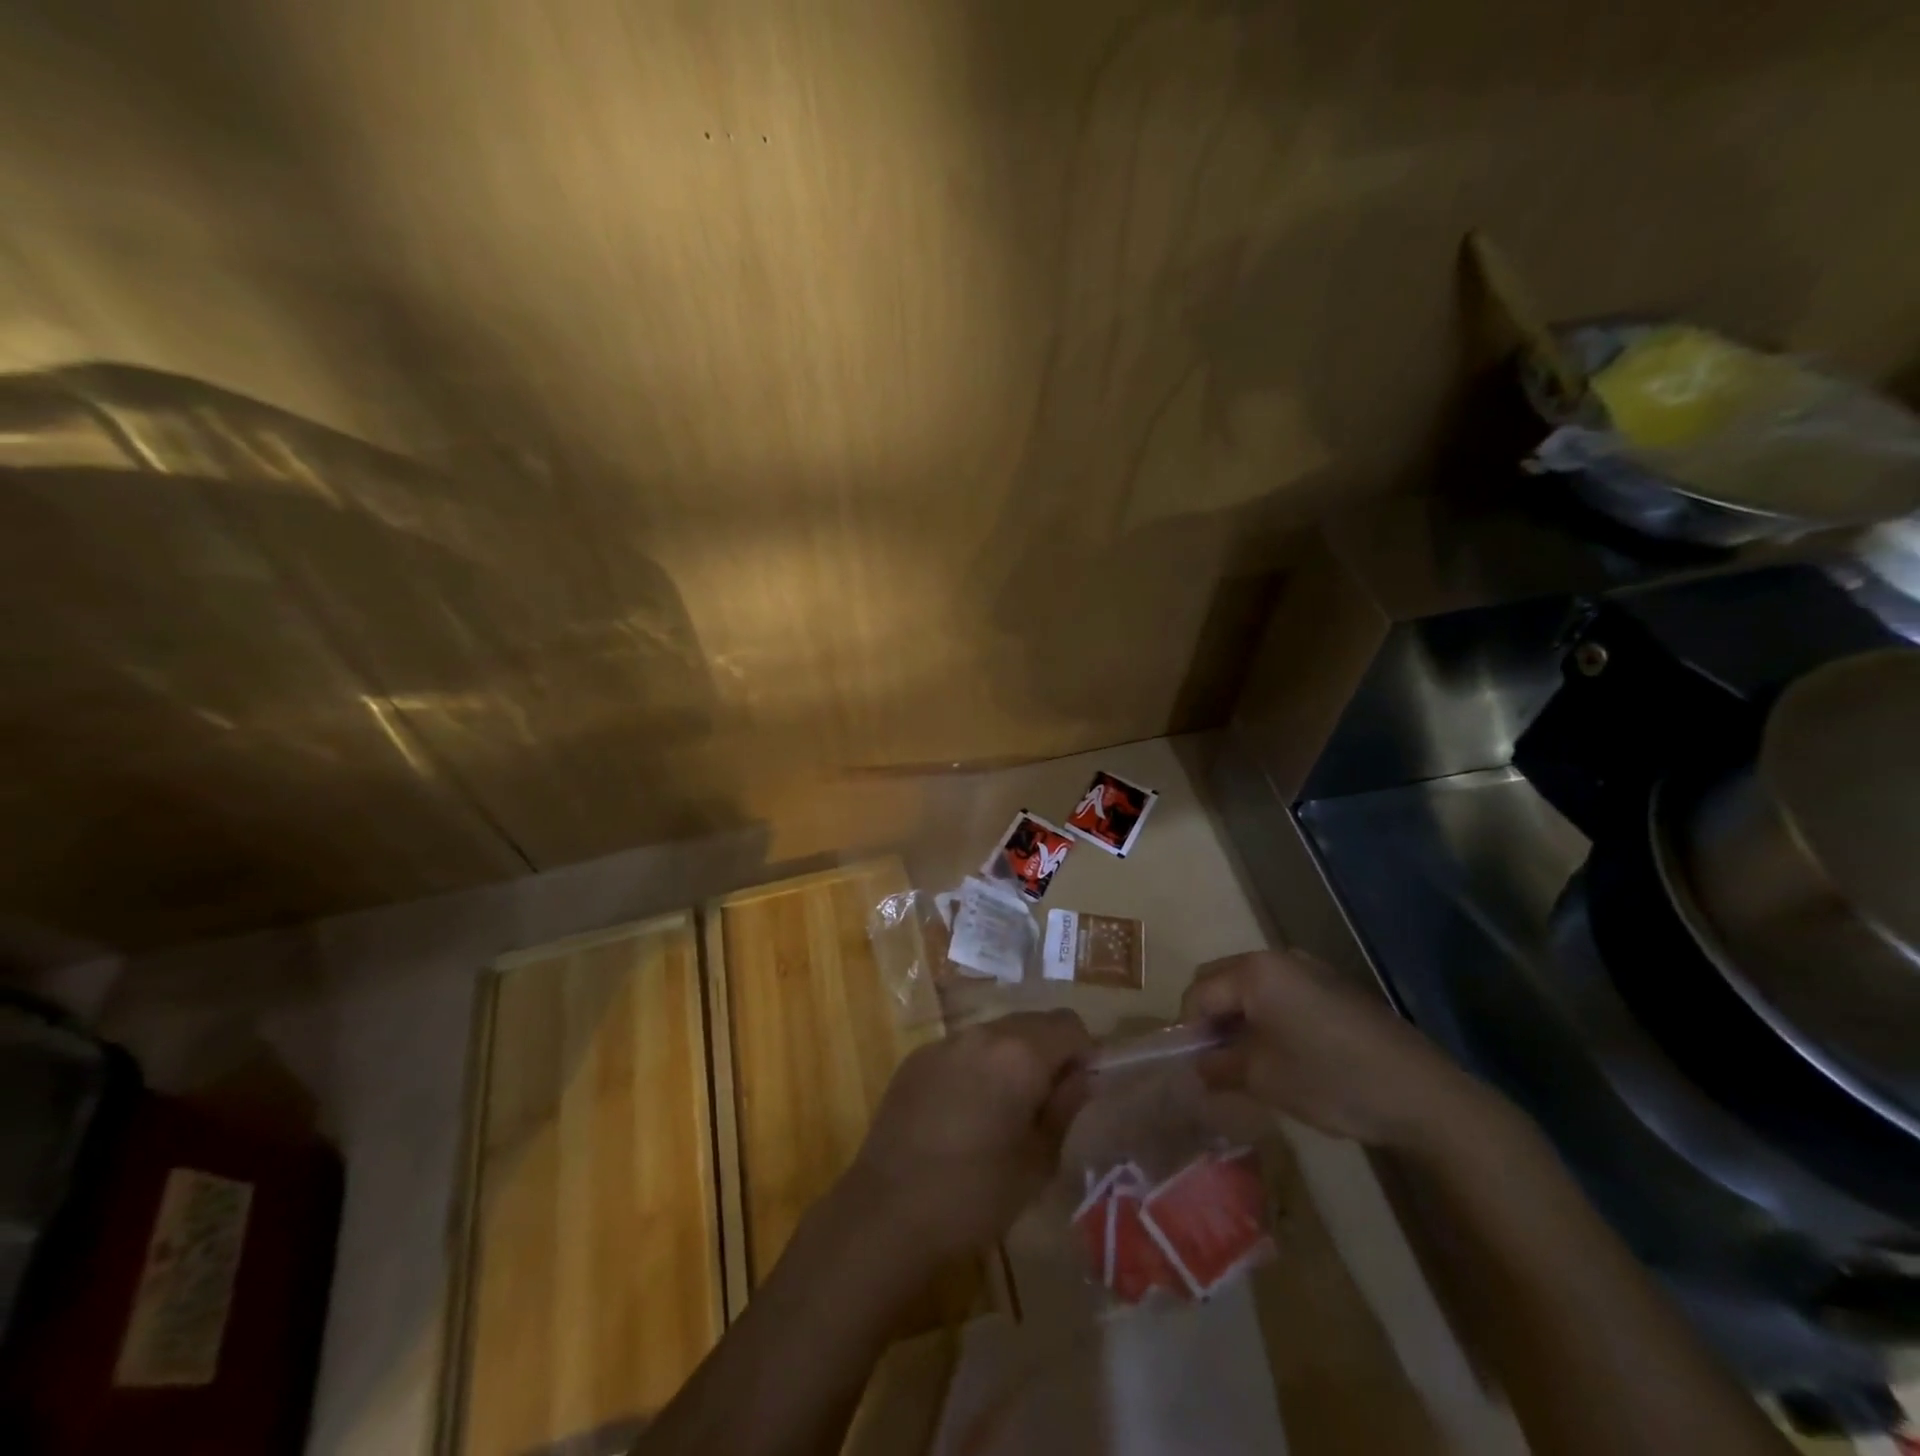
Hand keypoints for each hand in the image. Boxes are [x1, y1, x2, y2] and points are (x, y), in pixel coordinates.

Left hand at [843, 1009, 1092, 1262]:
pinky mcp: (916, 1059)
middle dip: (1047, 1053)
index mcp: (1020, 1053)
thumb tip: (1083, 1077)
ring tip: (1003, 1110)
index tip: (1077, 1091)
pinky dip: (975, 1068)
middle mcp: (982, 1034)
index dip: (1083, 1053)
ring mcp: (944, 1043)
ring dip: (1010, 1059)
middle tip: (1045, 1104)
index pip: (1069, 1024)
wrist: (888, 1212)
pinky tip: (964, 1113)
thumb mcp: (1038, 1162)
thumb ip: (1065, 1108)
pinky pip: (961, 1050)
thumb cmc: (976, 1195)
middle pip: (1031, 1023)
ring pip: (994, 1034)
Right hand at [1181, 950, 1476, 1149]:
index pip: (1198, 992)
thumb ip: (1219, 1067)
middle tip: (1216, 1060)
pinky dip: (1268, 1014)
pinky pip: (1281, 992)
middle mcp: (1278, 957)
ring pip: (1251, 985)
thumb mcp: (1264, 1078)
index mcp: (1254, 971)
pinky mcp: (1334, 986)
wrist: (1423, 1094)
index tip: (1194, 1066)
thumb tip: (1197, 1067)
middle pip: (1221, 979)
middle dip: (1211, 1016)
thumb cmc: (1331, 1080)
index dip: (1188, 1030)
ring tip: (1247, 1059)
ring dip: (1239, 1016)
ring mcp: (1310, 968)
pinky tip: (1284, 1053)